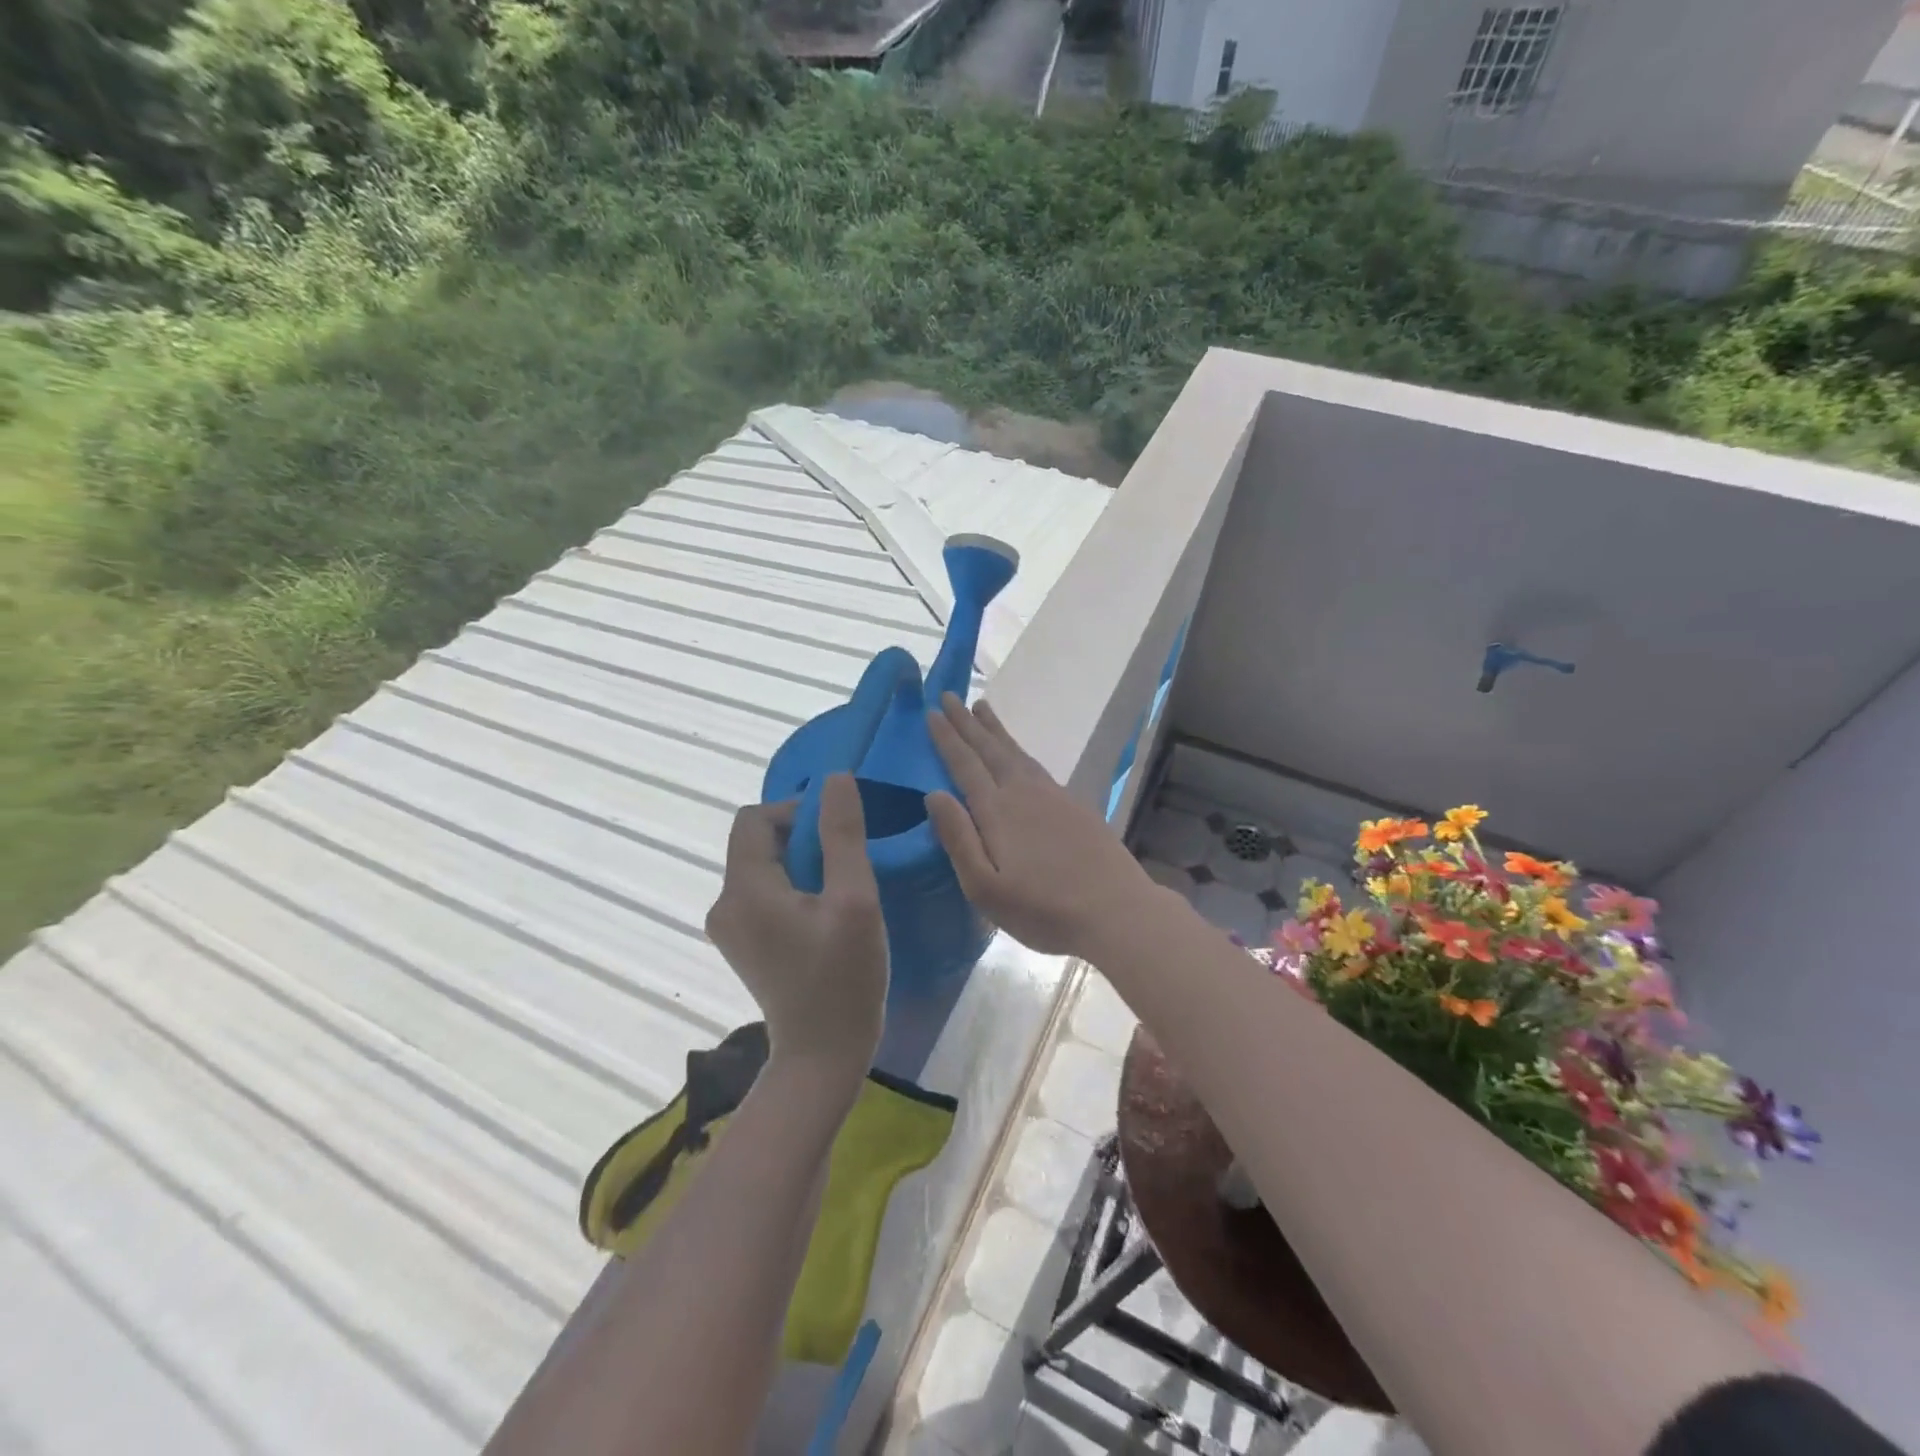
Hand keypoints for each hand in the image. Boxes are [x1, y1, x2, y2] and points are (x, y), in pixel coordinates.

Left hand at [706, 774, 887, 1081]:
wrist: (821, 1057)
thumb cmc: (843, 979)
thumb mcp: (854, 901)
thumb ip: (843, 835)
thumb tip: (836, 779)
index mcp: (744, 890)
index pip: (754, 818)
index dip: (795, 811)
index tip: (837, 831)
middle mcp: (724, 904)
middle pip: (756, 842)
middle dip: (801, 838)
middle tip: (845, 862)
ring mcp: (730, 928)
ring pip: (762, 867)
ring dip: (800, 863)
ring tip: (840, 888)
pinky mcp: (743, 945)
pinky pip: (764, 893)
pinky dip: (792, 887)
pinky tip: (824, 912)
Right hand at [924, 694, 1161, 958]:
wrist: (1116, 910)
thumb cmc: (1043, 909)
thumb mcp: (985, 888)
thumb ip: (958, 838)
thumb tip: (933, 794)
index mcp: (997, 811)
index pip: (965, 764)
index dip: (947, 738)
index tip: (932, 712)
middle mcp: (1023, 792)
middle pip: (990, 749)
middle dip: (967, 722)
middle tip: (951, 695)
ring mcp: (1052, 796)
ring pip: (1016, 752)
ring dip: (995, 730)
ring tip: (981, 708)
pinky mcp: (1073, 806)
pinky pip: (1036, 764)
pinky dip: (1019, 749)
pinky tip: (1018, 754)